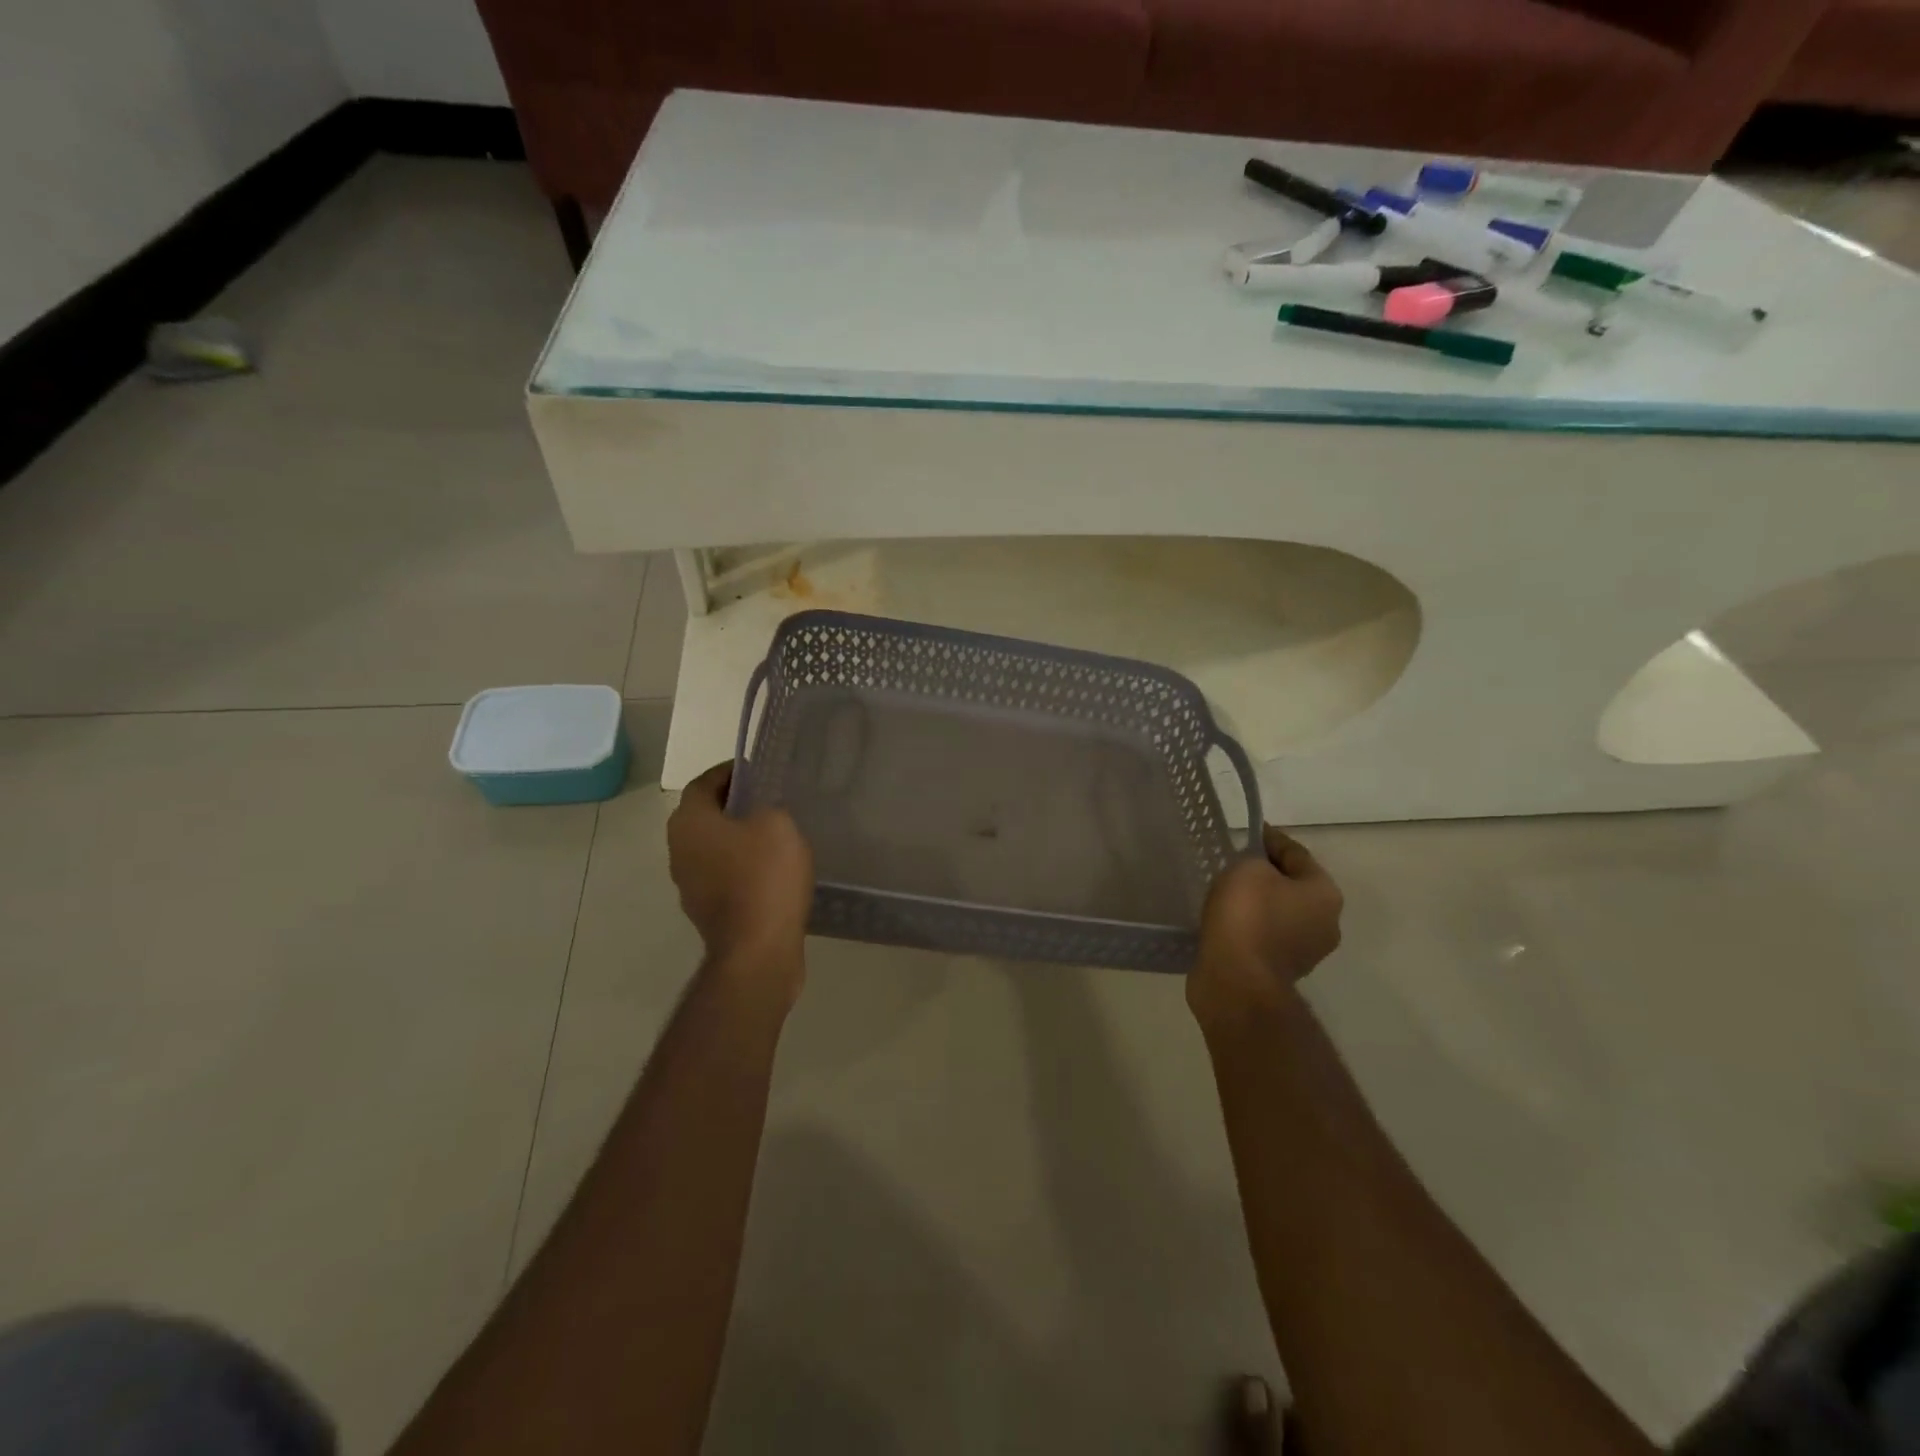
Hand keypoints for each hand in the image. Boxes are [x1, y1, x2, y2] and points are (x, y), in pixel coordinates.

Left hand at [668, 762, 814, 984]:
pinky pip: (722, 874)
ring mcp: (688, 883)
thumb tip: (760, 810)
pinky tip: (771, 868)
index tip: (757, 770)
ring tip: (774, 831)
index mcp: (689, 822)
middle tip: (768, 798)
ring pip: (712, 846)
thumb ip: (767, 805)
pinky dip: (741, 865)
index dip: (730, 772)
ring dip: (736, 836)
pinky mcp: (705, 909)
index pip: (704, 783)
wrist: (757, 950)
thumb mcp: (778, 823)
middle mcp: (678, 849)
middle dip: (733, 803)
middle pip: (704, 814)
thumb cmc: (765, 876)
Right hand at [1190, 825, 1342, 1025]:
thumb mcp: (1247, 868)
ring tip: (1226, 893)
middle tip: (1234, 863)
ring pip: (1280, 913)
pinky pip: (1266, 936)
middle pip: (1293, 886)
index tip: (1248, 833)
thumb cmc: (1247, 915)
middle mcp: (1326, 922)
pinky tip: (1226, 921)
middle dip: (1267, 874)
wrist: (1236, 980)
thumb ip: (1255, 859)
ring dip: (1258, 903)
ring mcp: (1307, 951)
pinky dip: (1250, 926)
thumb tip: (1258, 869)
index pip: (1297, 853)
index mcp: (1325, 893)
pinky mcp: (1282, 971)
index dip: (1270, 839)